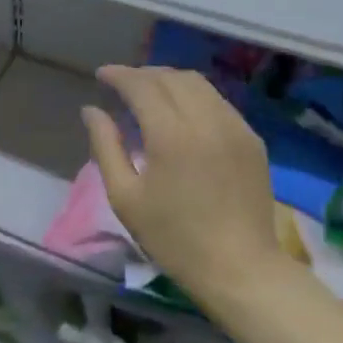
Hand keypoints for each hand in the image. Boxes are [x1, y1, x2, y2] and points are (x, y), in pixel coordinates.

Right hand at [82, 65, 282, 303]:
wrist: (239, 268)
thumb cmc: (174, 238)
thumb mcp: (125, 198)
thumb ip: (105, 146)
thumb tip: (91, 110)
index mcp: (171, 135)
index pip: (142, 85)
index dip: (119, 75)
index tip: (101, 75)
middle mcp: (205, 119)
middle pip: (170, 77)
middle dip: (142, 74)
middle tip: (122, 84)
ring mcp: (234, 126)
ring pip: (197, 84)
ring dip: (169, 80)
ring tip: (150, 92)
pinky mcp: (251, 138)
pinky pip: (218, 101)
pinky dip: (194, 96)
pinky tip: (183, 112)